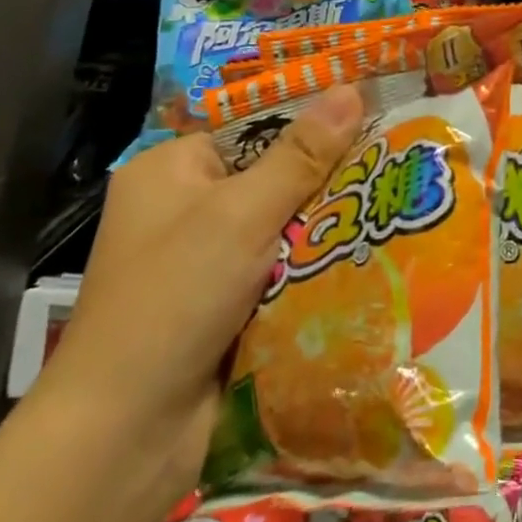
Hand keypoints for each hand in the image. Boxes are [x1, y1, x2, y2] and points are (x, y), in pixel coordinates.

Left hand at [32, 84, 364, 492]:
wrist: (127, 434)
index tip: (371, 112)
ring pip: (284, 227)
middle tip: (393, 161)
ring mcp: (204, 261)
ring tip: (394, 203)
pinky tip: (369, 255)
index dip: (310, 121)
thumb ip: (301, 155)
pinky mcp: (226, 306)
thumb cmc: (174, 298)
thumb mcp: (242, 214)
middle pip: (273, 176)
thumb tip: (350, 87)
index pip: (253, 126)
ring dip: (325, 228)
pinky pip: (282, 269)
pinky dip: (314, 268)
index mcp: (170, 169)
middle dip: (326, 180)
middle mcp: (184, 208)